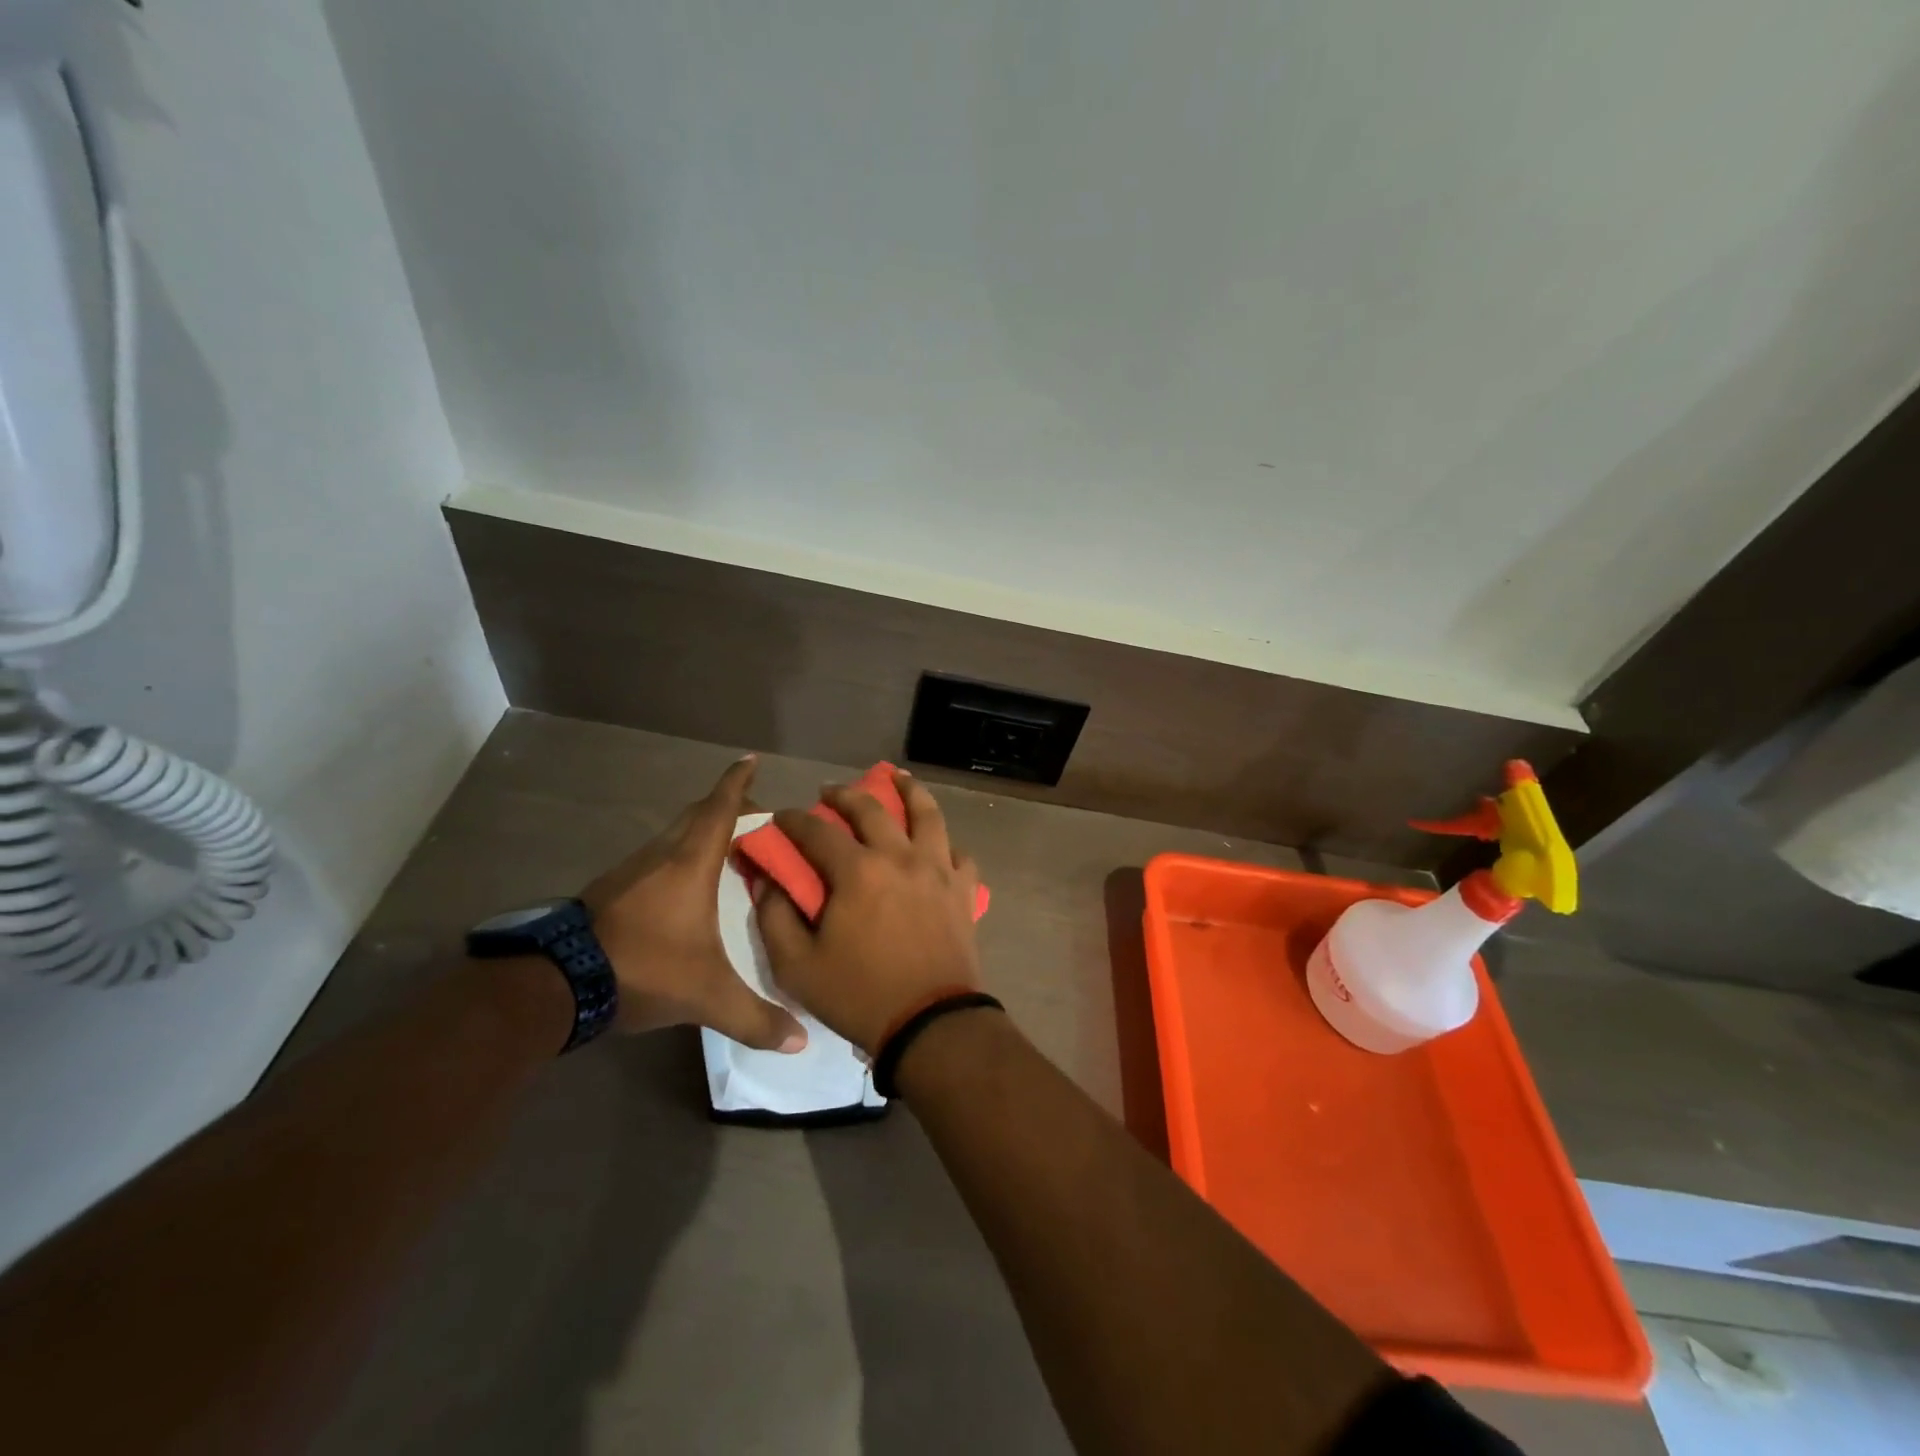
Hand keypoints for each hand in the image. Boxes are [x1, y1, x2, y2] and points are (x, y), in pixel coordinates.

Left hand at [581, 755, 806, 1051]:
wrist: (557, 983)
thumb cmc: (644, 968)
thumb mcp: (707, 996)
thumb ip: (755, 1018)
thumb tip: (801, 1042)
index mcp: (690, 863)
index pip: (719, 809)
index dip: (737, 782)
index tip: (750, 759)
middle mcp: (661, 855)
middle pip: (696, 815)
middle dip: (725, 806)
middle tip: (754, 812)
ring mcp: (630, 870)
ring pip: (672, 835)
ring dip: (699, 831)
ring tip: (726, 848)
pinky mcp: (610, 890)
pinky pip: (655, 857)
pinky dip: (677, 855)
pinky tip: (684, 883)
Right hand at [756, 771, 981, 1054]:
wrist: (930, 1023)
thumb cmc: (859, 995)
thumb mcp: (797, 966)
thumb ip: (775, 917)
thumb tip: (767, 880)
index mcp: (857, 871)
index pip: (816, 831)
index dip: (792, 821)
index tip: (780, 818)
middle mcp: (899, 856)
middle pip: (872, 808)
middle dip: (844, 793)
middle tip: (830, 791)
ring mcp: (938, 869)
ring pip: (927, 813)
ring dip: (908, 790)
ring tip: (896, 778)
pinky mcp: (963, 889)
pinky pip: (958, 853)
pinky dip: (945, 843)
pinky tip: (937, 843)